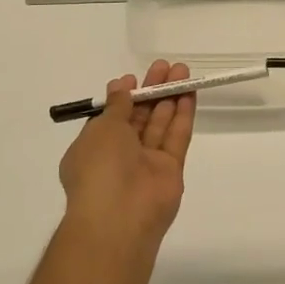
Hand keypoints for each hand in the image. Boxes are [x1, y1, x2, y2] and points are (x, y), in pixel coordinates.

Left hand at [59, 59, 193, 246]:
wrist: (119, 217)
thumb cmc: (99, 168)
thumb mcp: (101, 128)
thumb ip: (117, 106)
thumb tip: (121, 85)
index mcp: (94, 147)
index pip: (112, 117)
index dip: (125, 96)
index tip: (135, 77)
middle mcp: (120, 155)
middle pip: (140, 116)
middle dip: (153, 90)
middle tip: (167, 66)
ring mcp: (147, 163)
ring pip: (161, 124)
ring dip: (171, 97)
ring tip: (183, 71)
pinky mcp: (171, 170)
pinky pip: (177, 137)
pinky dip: (182, 115)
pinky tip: (189, 93)